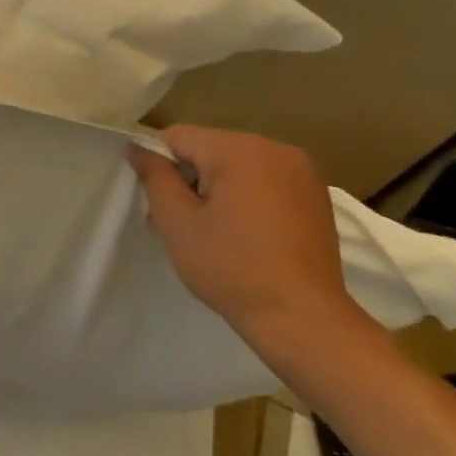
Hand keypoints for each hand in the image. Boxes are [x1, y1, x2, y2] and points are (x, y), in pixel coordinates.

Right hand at [127, 125, 360, 343]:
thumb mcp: (177, 222)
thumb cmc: (231, 268)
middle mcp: (276, 148)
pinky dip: (247, 196)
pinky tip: (246, 233)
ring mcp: (302, 171)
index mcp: (240, 149)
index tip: (158, 202)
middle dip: (190, 177)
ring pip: (238, 164)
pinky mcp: (316, 194)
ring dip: (218, 187)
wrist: (302, 318)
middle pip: (210, 148)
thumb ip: (155, 177)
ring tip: (214, 230)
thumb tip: (139, 150)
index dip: (159, 164)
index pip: (179, 137)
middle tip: (181, 221)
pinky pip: (265, 180)